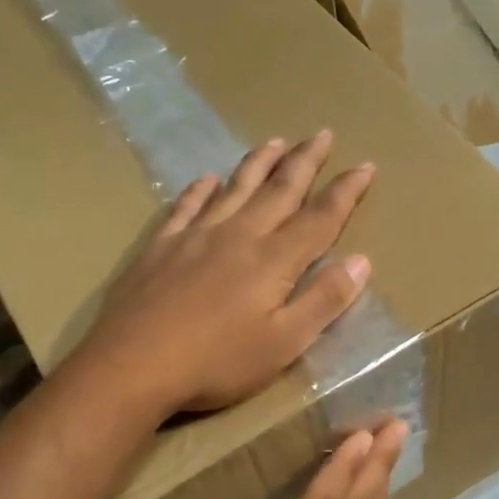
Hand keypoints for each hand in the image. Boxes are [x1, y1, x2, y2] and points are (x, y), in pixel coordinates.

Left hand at [79, 130, 375, 415]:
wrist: (133, 365)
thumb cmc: (217, 362)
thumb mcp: (284, 343)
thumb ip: (323, 301)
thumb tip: (361, 260)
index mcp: (273, 261)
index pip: (319, 218)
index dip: (346, 192)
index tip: (366, 165)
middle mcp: (238, 236)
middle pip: (279, 191)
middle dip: (304, 162)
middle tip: (322, 133)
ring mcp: (195, 237)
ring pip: (235, 189)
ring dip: (258, 164)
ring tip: (276, 141)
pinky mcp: (161, 247)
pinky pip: (186, 206)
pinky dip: (200, 190)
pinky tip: (207, 179)